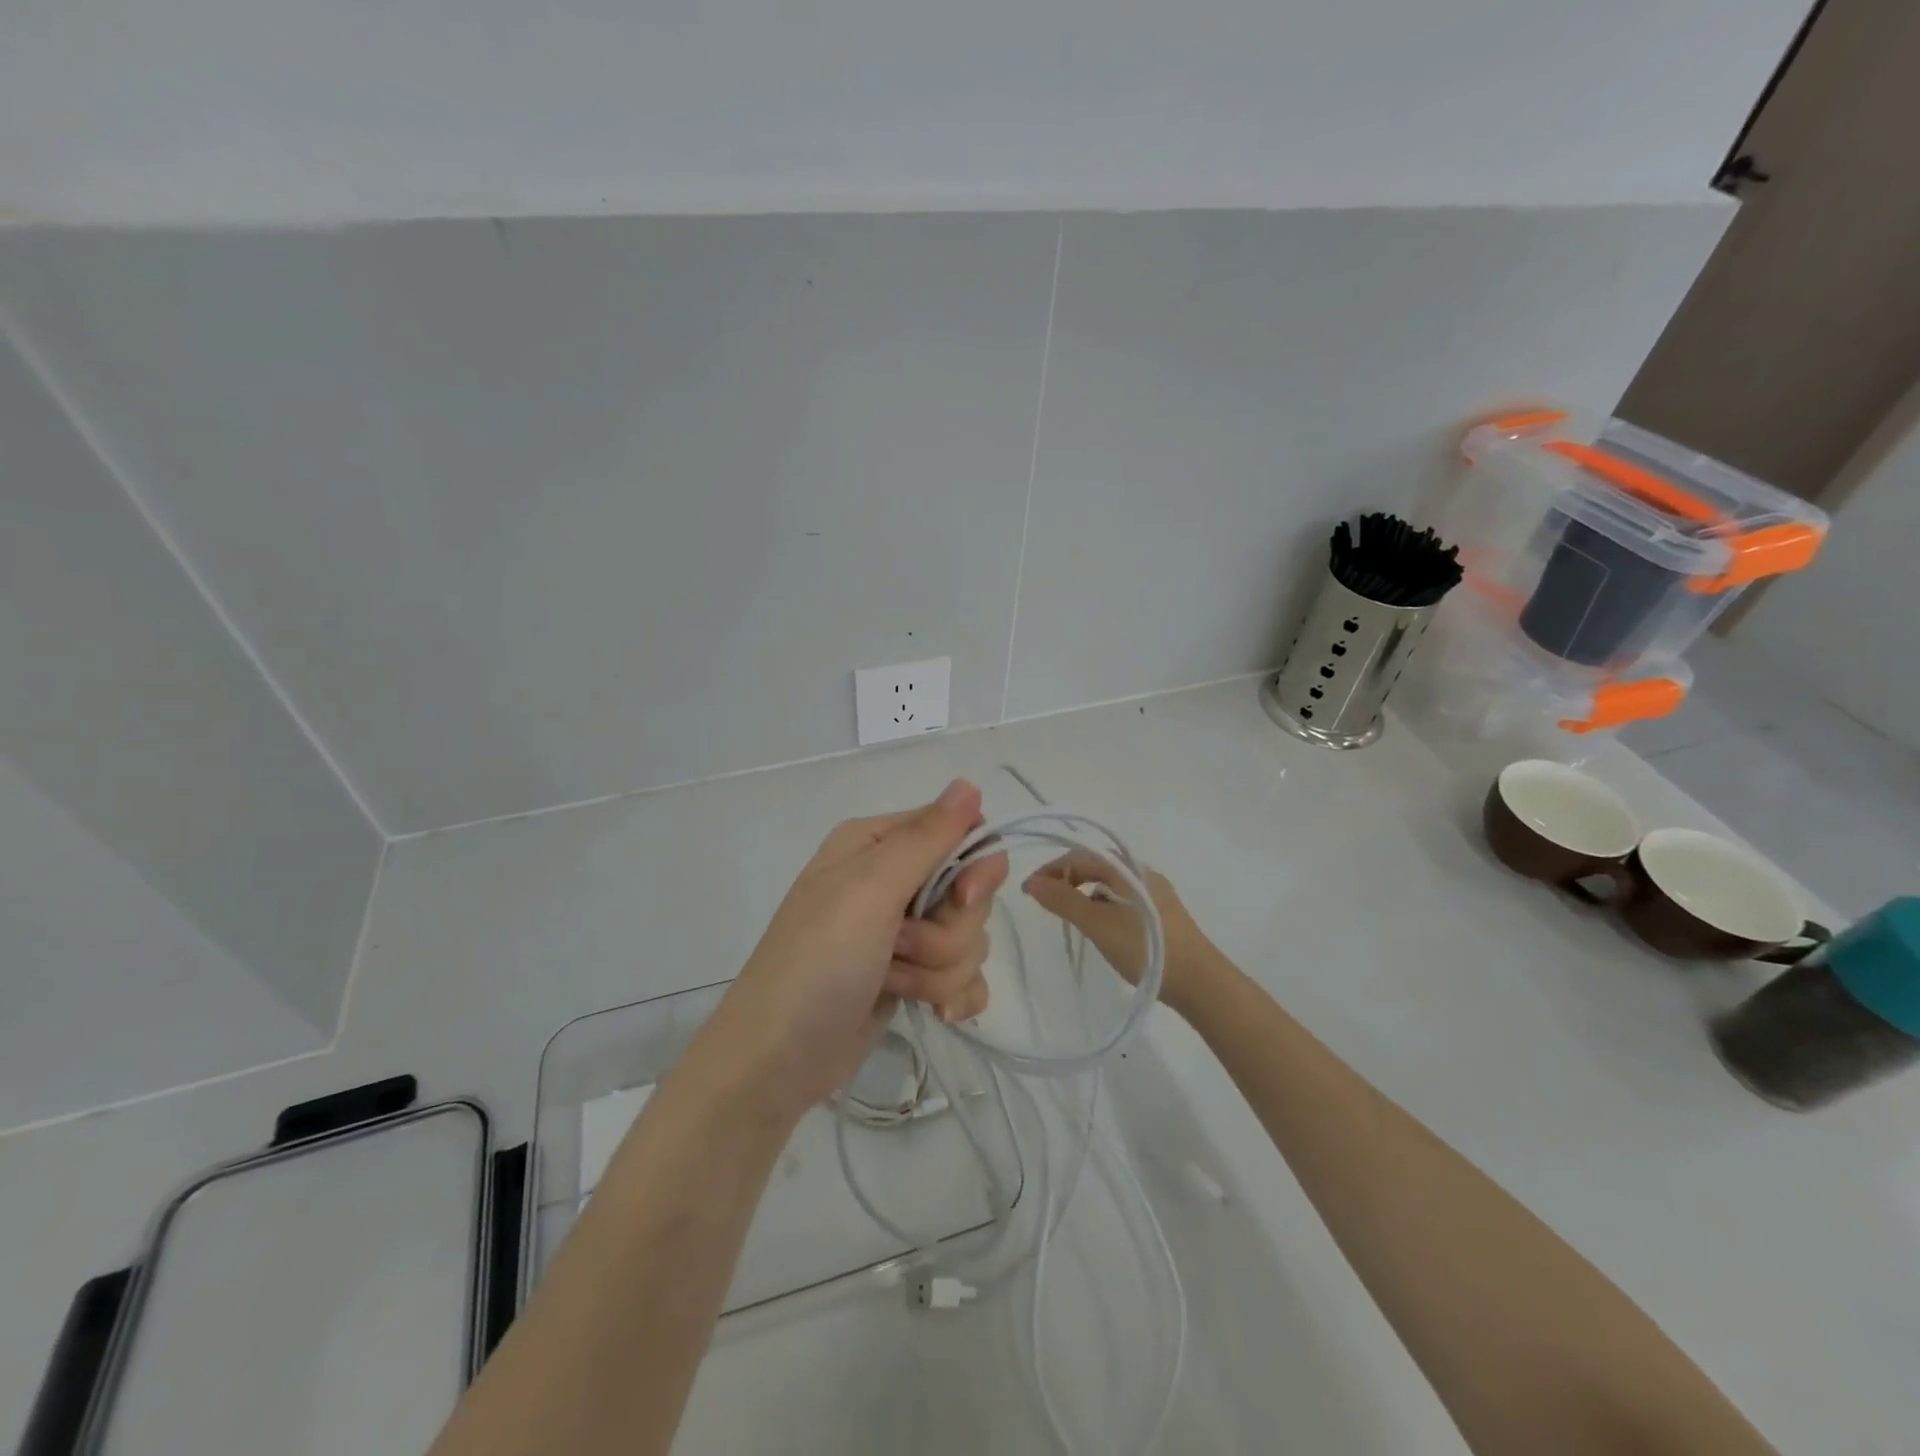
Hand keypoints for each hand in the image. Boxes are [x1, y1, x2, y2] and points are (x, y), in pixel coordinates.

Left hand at [690, 780, 1007, 1121]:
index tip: (964, 897)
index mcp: (877, 844)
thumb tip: (970, 783)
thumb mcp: (870, 889)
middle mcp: (891, 881)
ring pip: (968, 939)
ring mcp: (901, 932)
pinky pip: (964, 976)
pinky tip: (935, 1014)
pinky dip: (952, 995)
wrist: (776, 1060)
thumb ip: (927, 838)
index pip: (958, 833)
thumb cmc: (818, 961)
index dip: (973, 866)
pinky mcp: (909, 976)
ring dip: (937, 969)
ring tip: (892, 982)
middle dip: (946, 931)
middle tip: (900, 946)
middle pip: (969, 893)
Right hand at [1023, 854, 1226, 1017]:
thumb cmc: (1145, 948)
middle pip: (1094, 866)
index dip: (1050, 870)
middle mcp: (1141, 872)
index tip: (1028, 892)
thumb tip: (1032, 882)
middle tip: (1044, 903)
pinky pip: (1121, 899)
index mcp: (1127, 867)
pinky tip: (1098, 927)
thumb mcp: (1098, 924)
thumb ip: (1063, 901)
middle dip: (1065, 880)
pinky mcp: (1160, 914)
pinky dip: (1101, 906)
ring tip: (1068, 917)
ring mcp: (1153, 893)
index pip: (1079, 856)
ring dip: (1083, 894)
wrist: (1200, 982)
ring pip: (1108, 884)